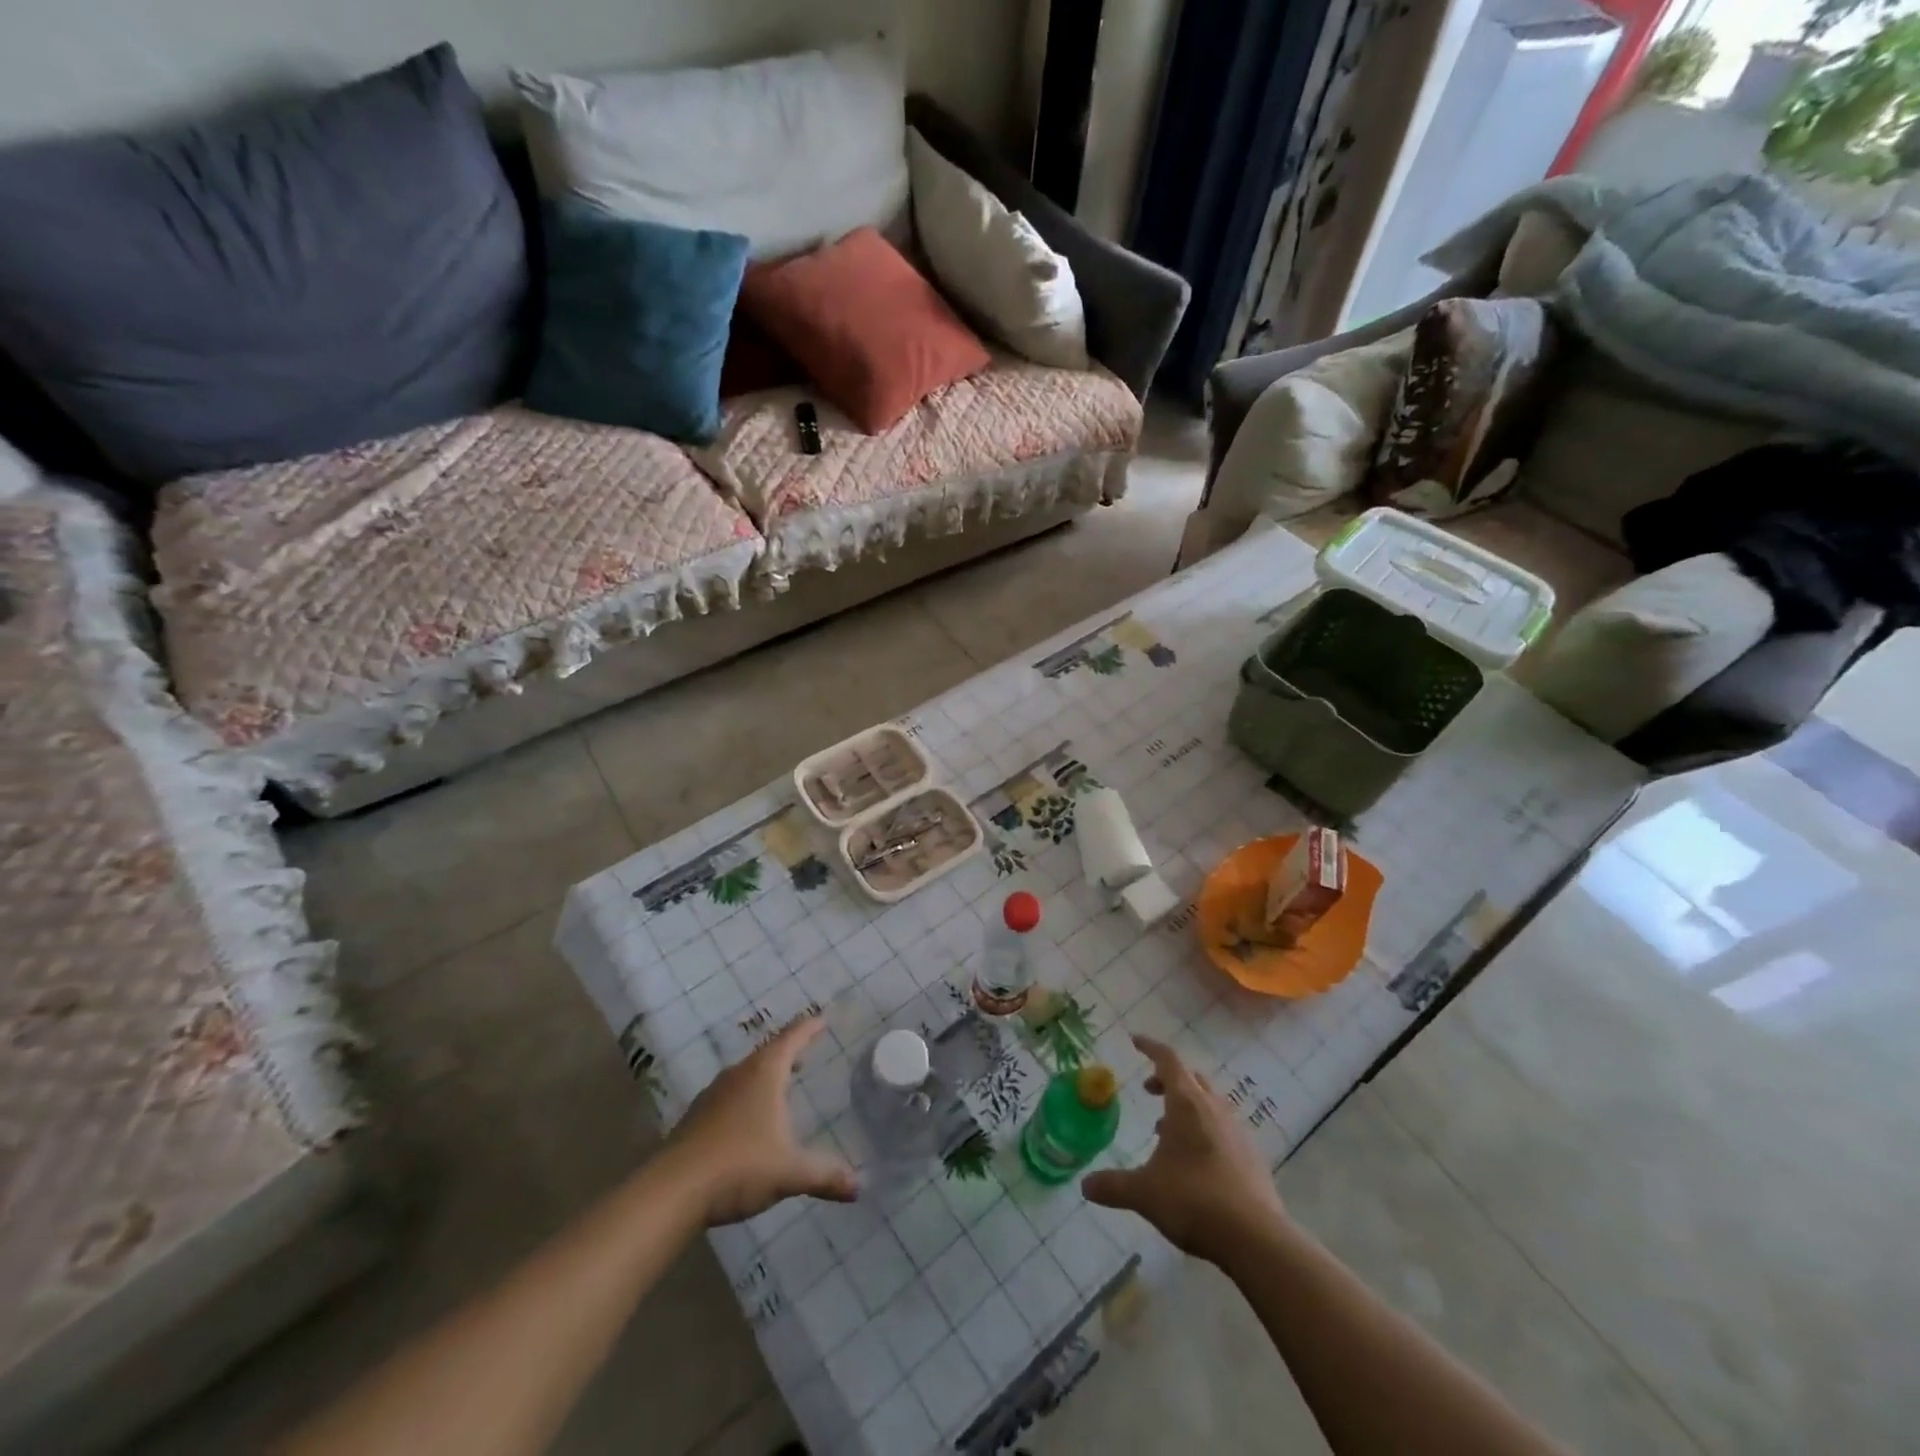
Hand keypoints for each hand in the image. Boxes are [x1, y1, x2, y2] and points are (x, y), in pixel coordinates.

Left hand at [666, 1016, 858, 1224]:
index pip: (791, 1039)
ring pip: (745, 1074)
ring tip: (781, 1083)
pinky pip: (729, 1095)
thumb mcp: (789, 1172)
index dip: (808, 1028)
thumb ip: (825, 1176)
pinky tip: (749, 1118)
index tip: (822, 1019)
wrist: (671, 1192)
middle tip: (806, 1052)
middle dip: (788, 1051)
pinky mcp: (696, 1118)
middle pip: (767, 1053)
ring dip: (765, 1074)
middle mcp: (738, 1076)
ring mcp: (713, 1095)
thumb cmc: (739, 1167)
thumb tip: (859, 1187)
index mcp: (764, 1074)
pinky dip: (746, 1096)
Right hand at [1081, 1035, 1287, 1262]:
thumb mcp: (1144, 1193)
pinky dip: (1205, 1130)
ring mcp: (1237, 1131)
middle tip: (1149, 1091)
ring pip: (1209, 1103)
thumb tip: (1085, 1185)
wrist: (1256, 1238)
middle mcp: (1214, 1108)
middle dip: (1168, 1079)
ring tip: (1167, 1131)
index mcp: (1186, 1104)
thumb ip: (1113, 1186)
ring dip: (1187, 1107)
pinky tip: (1195, 1161)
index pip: (1168, 1060)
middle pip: (1191, 1078)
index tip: (1135, 1041)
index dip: (1150, 1047)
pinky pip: (1224, 1128)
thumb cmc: (1193, 1200)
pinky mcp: (1252, 1156)